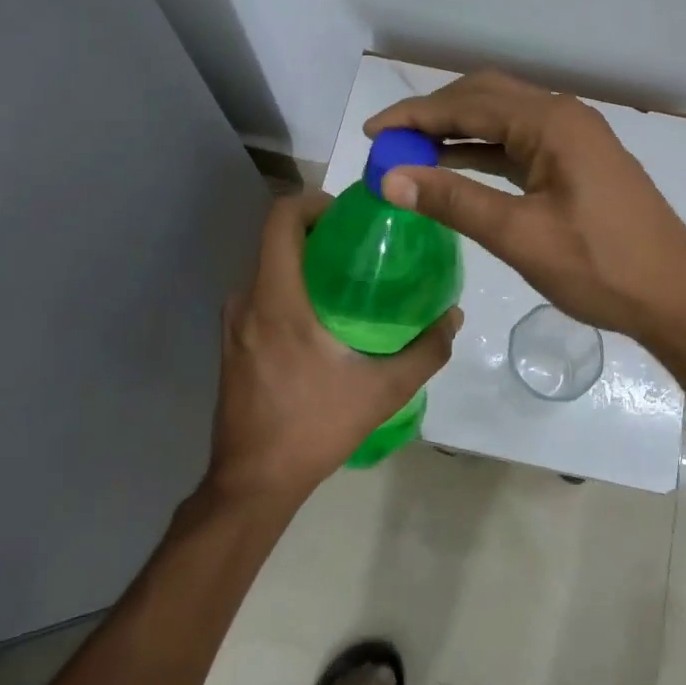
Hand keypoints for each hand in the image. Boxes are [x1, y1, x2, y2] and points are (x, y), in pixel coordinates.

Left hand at [209, 192, 461, 503]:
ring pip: (268, 267)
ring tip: (348, 278)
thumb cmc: (314, 427)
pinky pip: (261, 293)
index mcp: (276, 300)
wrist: (253, 482)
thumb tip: (454, 316)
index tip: (349, 214)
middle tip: (362, 245)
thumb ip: (425, 351)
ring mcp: (233, 323)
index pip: (280, 219)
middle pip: (275, 239)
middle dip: (318, 231)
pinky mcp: (231, 343)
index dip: (313, 202)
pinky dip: (289, 287)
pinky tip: (322, 316)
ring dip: (304, 262)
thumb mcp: (383, 391)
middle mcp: (246, 301)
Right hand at [364, 69, 685, 342]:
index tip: (371, 133)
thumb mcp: (520, 235)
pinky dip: (484, 153)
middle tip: (390, 142)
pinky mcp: (579, 162)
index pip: (467, 105)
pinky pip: (520, 144)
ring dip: (458, 132)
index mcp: (551, 122)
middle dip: (434, 116)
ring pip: (503, 120)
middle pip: (485, 98)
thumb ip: (454, 201)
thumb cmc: (601, 267)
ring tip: (411, 155)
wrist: (676, 297)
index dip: (414, 116)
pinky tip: (456, 169)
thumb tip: (391, 178)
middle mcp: (563, 116)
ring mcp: (575, 138)